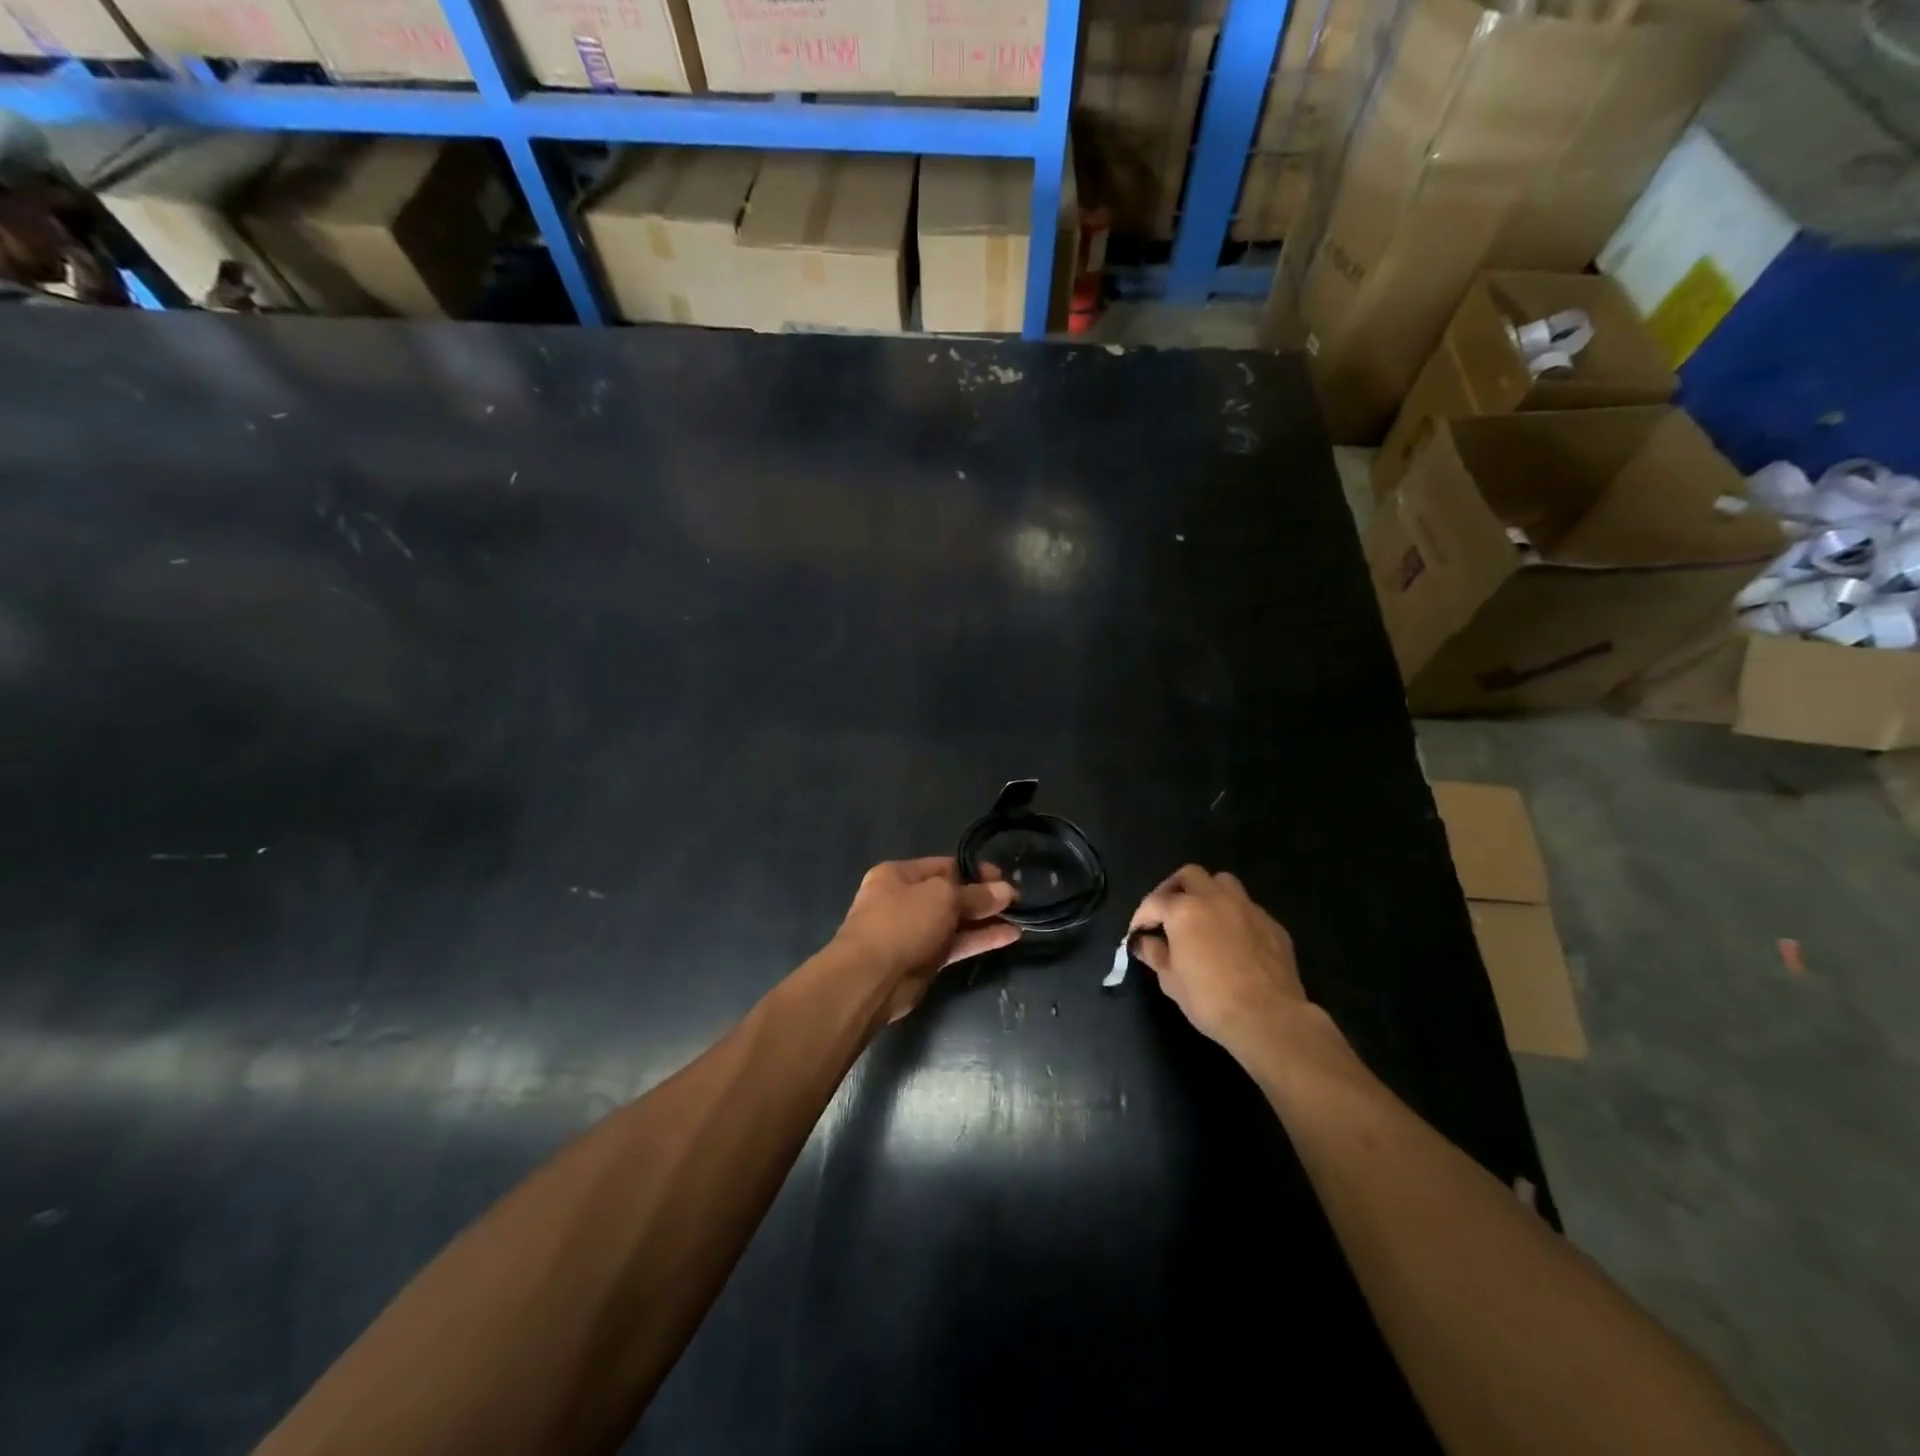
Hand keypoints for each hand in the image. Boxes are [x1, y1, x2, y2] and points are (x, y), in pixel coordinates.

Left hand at [834, 857, 1020, 1022]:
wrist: (870, 979)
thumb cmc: (902, 922)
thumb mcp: (943, 898)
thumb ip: (976, 895)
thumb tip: (1006, 890)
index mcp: (898, 875)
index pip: (944, 866)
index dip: (975, 871)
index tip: (1003, 878)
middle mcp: (903, 900)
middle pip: (950, 894)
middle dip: (982, 897)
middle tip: (1016, 899)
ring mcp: (913, 932)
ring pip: (955, 922)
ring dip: (985, 920)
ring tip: (1019, 917)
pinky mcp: (923, 960)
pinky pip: (956, 945)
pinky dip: (979, 940)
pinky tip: (1009, 936)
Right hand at [1127, 866, 1305, 1064]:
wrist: (1269, 1018)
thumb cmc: (1210, 1000)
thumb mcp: (1171, 981)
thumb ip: (1155, 954)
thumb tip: (1144, 942)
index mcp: (1184, 910)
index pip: (1154, 901)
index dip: (1141, 916)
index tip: (1138, 932)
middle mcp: (1215, 899)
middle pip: (1190, 875)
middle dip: (1174, 889)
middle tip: (1168, 911)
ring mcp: (1247, 908)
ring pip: (1223, 882)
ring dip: (1207, 892)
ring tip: (1201, 915)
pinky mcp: (1272, 924)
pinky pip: (1247, 907)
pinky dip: (1233, 914)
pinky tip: (1232, 938)